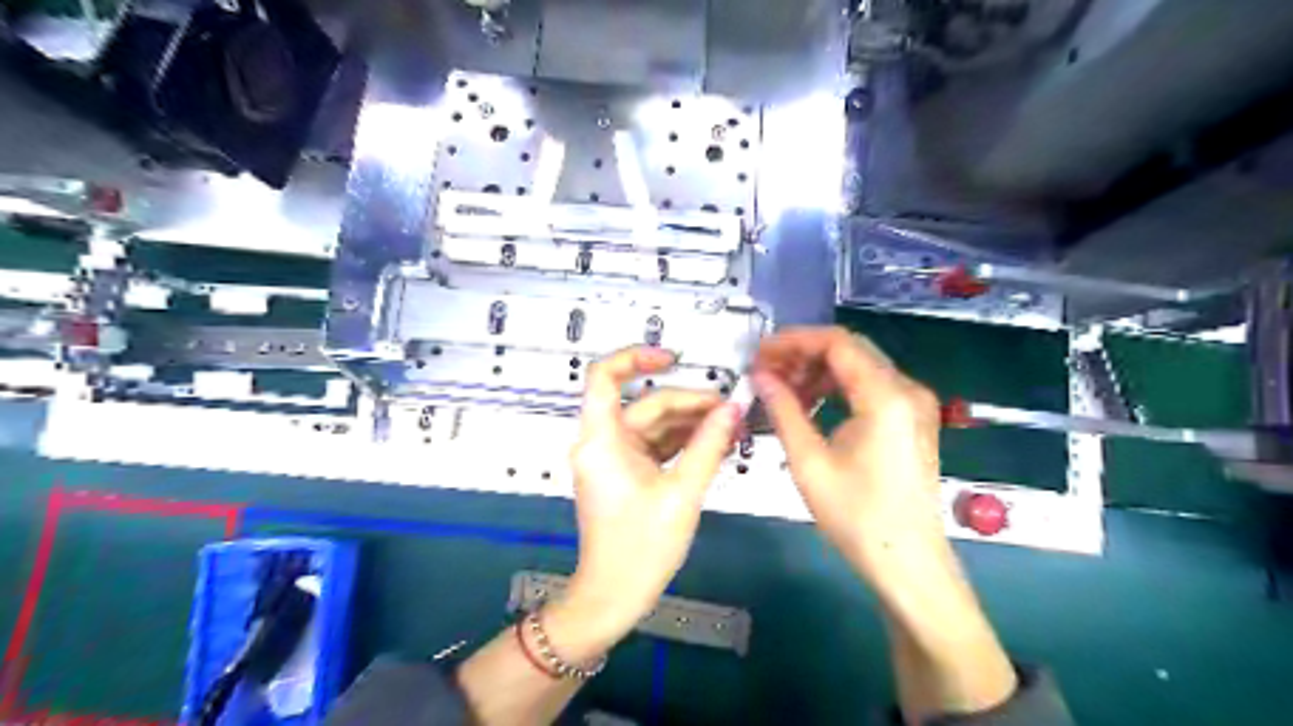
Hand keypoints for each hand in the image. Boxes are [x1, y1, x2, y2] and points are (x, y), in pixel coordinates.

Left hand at [551, 346, 742, 656]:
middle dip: (688, 404)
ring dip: (689, 425)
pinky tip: (713, 446)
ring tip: (731, 429)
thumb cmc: (641, 547)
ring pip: (652, 426)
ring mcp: (613, 459)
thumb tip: (733, 407)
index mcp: (602, 439)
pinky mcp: (625, 474)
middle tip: (732, 412)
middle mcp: (602, 442)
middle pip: (645, 405)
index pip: (604, 376)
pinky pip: (653, 447)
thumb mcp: (682, 494)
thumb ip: (708, 446)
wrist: (613, 597)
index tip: (675, 359)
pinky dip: (680, 444)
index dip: (635, 358)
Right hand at [749, 329, 946, 577]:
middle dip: (803, 354)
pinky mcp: (912, 419)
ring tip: (782, 390)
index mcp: (886, 397)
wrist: (908, 563)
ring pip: (859, 366)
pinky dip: (837, 388)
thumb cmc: (857, 517)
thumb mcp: (809, 462)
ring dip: (818, 371)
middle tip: (765, 371)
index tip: (760, 354)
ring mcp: (915, 404)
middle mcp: (907, 389)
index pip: (836, 343)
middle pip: (849, 349)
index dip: (793, 341)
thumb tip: (760, 376)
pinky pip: (870, 387)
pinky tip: (810, 405)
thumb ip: (783, 409)